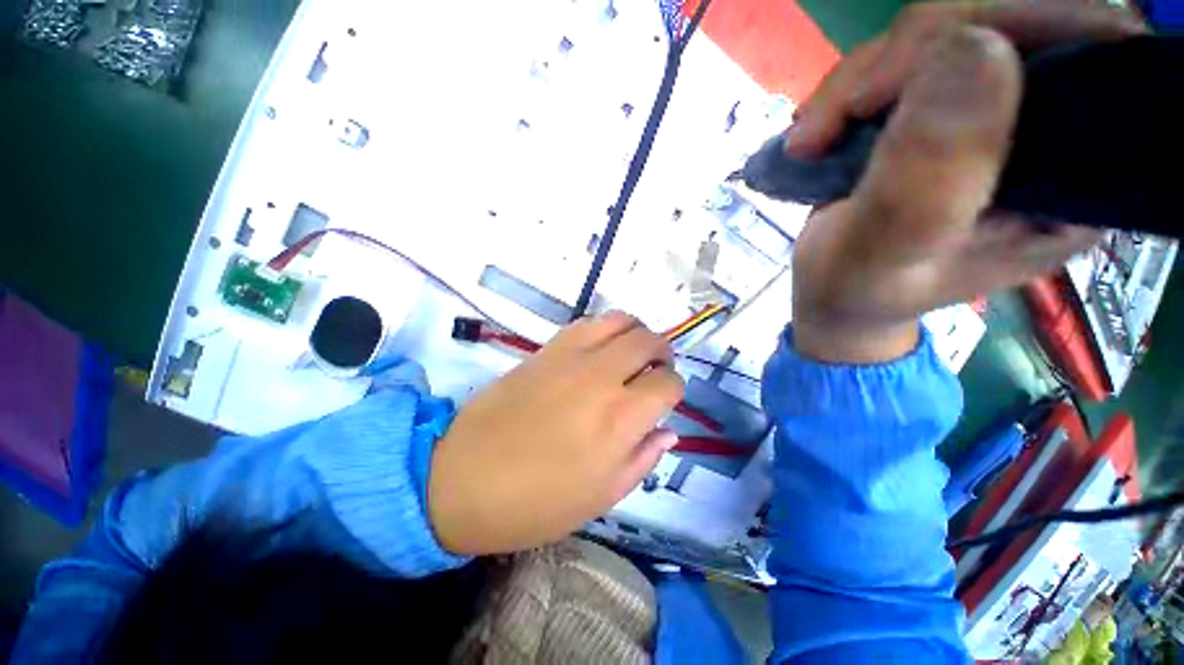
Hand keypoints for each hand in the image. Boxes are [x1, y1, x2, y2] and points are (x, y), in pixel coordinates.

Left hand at [428, 312, 683, 554]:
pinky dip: (604, 329)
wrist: (461, 478)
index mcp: (620, 418)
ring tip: (631, 353)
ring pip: (620, 320)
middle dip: (662, 353)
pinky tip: (599, 349)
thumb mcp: (602, 497)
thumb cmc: (534, 502)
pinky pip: (586, 324)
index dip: (674, 390)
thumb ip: (643, 458)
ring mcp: (571, 357)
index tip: (664, 401)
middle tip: (655, 371)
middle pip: (649, 341)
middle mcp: (601, 377)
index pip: (669, 383)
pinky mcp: (546, 350)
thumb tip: (668, 431)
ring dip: (636, 332)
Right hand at [786, 2, 1144, 363]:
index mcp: (1082, 181)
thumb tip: (973, 46)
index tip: (889, 89)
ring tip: (809, 142)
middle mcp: (1058, 132)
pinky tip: (821, 129)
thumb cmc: (856, 291)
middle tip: (834, 121)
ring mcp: (1000, 113)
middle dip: (907, 56)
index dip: (1002, 31)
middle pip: (1011, 20)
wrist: (831, 292)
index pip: (1091, 49)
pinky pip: (911, 53)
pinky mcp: (949, 106)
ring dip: (862, 77)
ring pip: (949, 29)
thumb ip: (926, 183)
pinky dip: (853, 83)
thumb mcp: (882, 257)